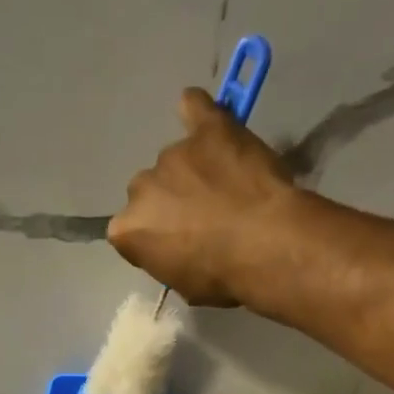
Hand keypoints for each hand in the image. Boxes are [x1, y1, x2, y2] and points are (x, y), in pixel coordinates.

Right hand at [110, 88, 302, 306]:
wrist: (266, 244)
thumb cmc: (224, 277)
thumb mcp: (185, 285)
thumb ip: (169, 259)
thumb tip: (179, 250)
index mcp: (127, 229)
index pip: (131, 230)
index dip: (156, 237)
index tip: (178, 245)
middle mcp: (141, 187)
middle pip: (149, 190)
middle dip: (171, 202)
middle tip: (205, 216)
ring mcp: (173, 154)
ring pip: (175, 160)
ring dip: (194, 170)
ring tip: (227, 186)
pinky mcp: (207, 129)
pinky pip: (194, 108)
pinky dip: (196, 112)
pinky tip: (205, 120)